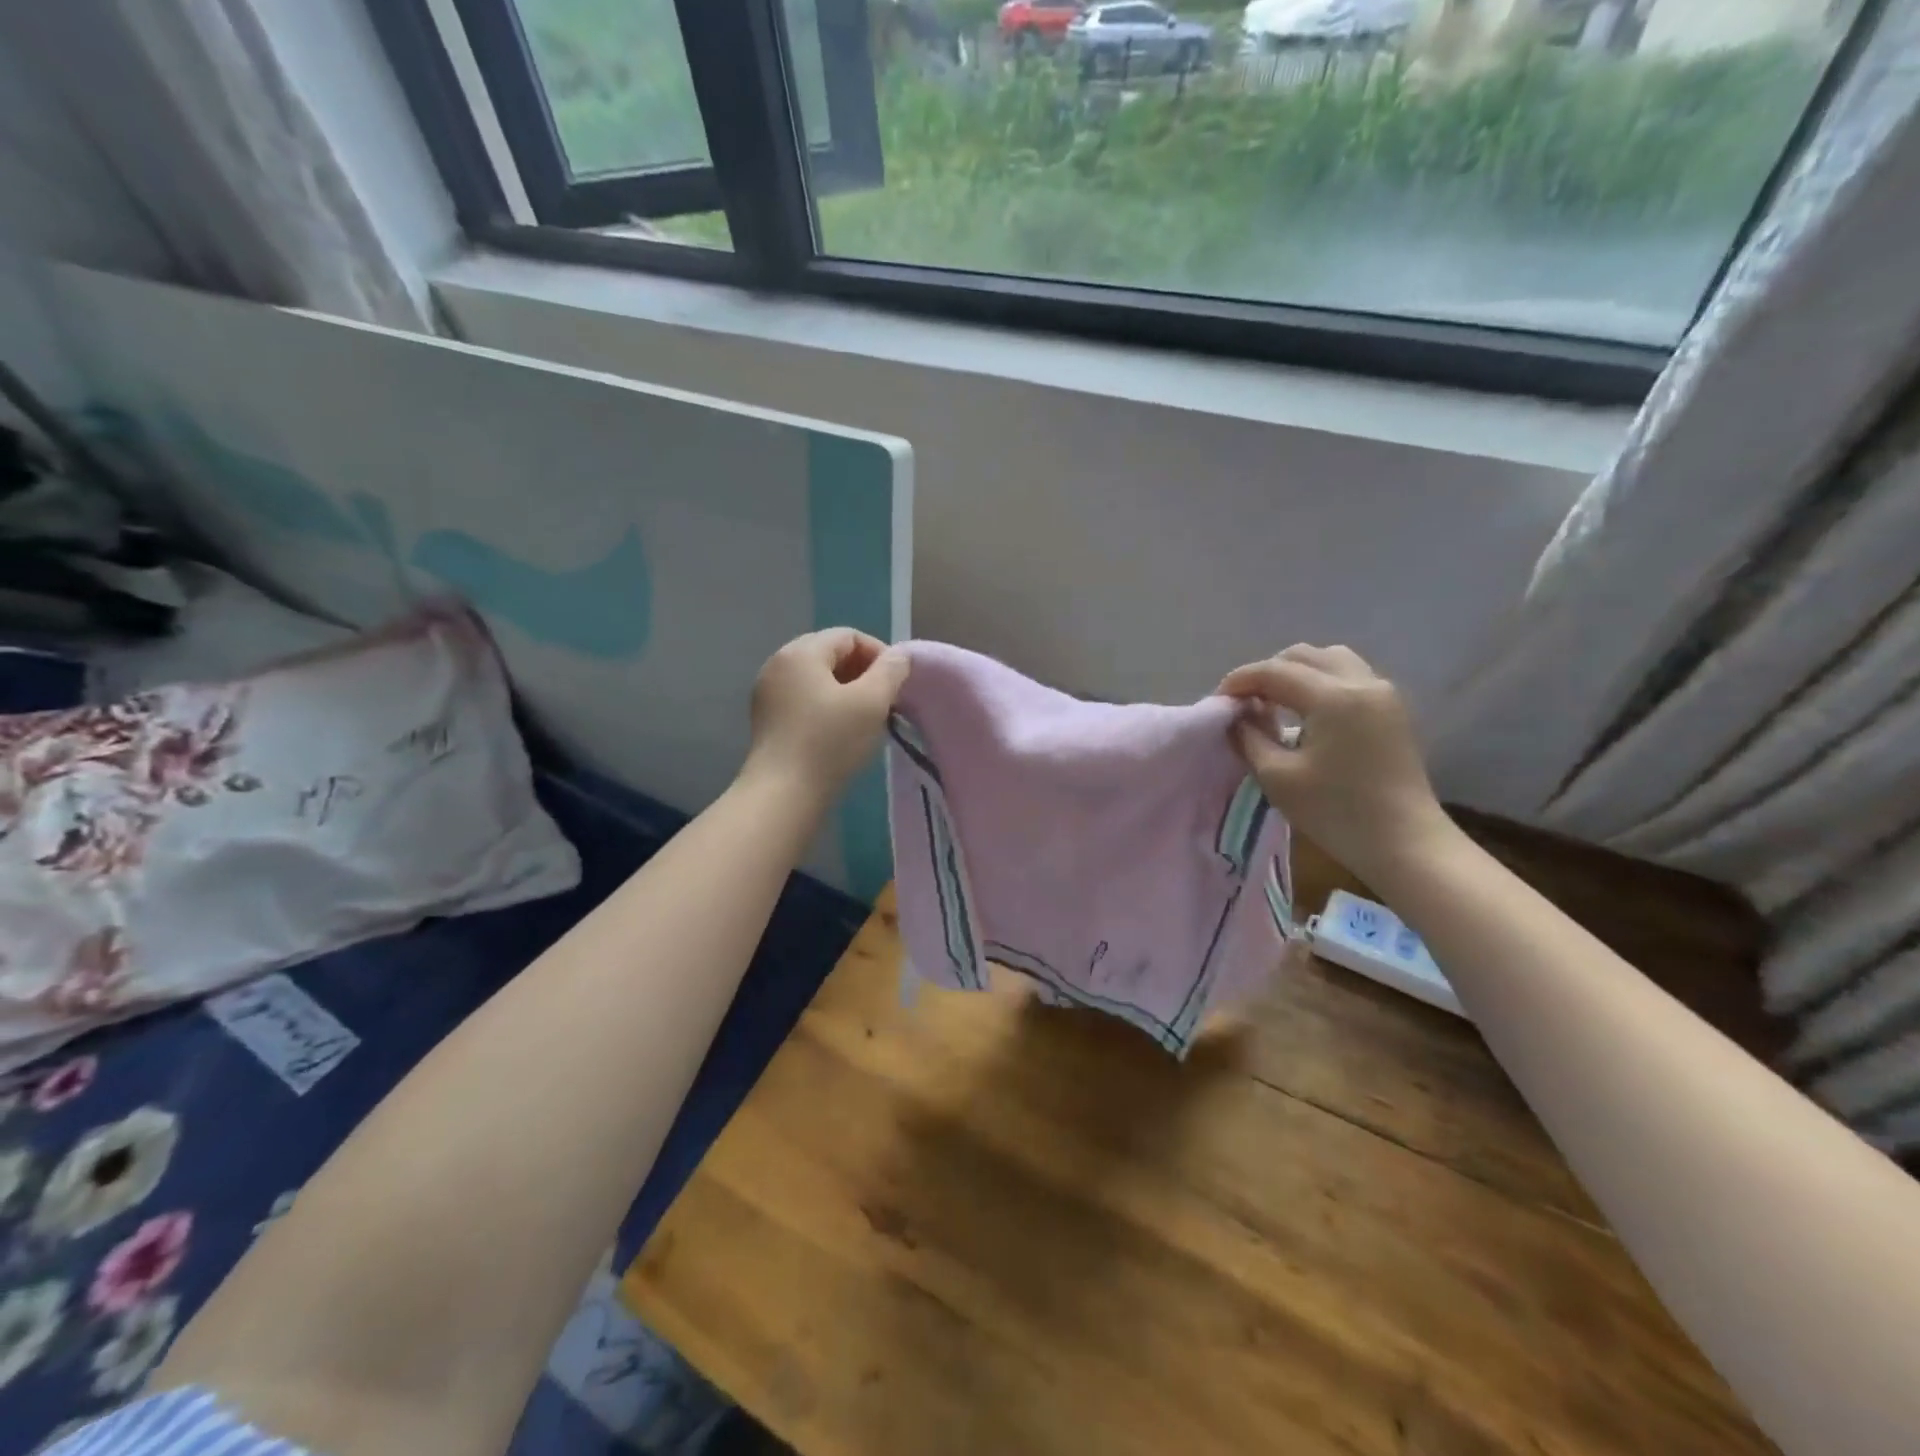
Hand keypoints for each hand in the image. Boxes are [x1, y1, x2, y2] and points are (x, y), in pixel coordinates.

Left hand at [742, 629, 909, 804]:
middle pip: (830, 654)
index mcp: (801, 652)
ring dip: (846, 691)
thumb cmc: (830, 742)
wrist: (783, 794)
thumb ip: (891, 671)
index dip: (879, 654)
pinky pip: (803, 699)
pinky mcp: (766, 719)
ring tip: (866, 718)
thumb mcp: (872, 702)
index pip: (848, 636)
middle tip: (884, 701)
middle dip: (863, 672)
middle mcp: (778, 663)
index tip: (896, 684)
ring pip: (817, 678)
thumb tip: (898, 656)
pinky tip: (840, 732)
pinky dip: (826, 706)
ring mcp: (768, 692)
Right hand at [1217, 645, 1454, 888]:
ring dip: (1296, 673)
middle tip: (1244, 702)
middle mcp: (1362, 682)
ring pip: (1330, 661)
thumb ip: (1249, 738)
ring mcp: (1383, 693)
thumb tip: (1237, 717)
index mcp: (1333, 697)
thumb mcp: (1277, 777)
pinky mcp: (1392, 710)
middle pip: (1303, 655)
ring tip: (1275, 703)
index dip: (1239, 681)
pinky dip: (1319, 683)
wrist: (1406, 843)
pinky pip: (1349, 677)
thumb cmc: (1337, 812)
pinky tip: (1305, 714)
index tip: (1217, 702)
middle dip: (1267, 672)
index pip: (1274, 670)